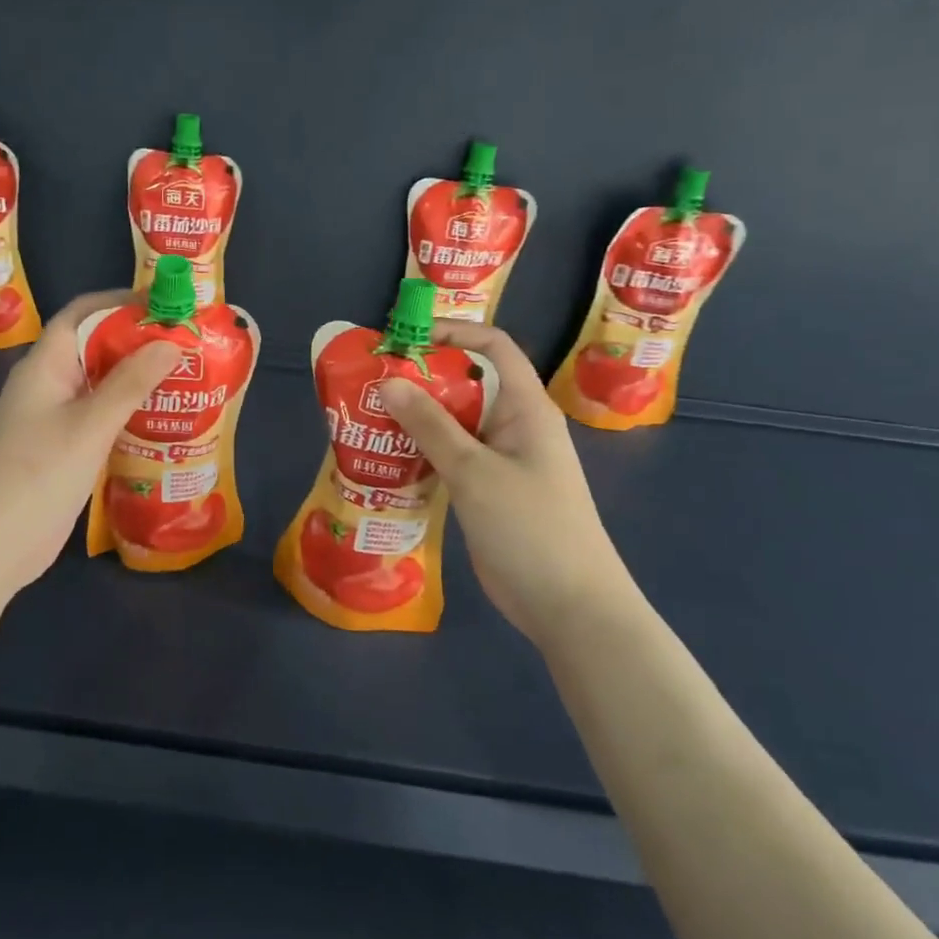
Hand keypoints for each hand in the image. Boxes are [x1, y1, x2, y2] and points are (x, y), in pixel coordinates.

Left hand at [0, 291, 181, 593]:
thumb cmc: (38, 475)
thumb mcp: (90, 425)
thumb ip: (130, 383)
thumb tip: (171, 342)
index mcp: (44, 364)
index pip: (83, 313)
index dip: (123, 302)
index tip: (169, 305)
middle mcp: (49, 384)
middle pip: (95, 346)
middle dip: (140, 342)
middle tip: (190, 346)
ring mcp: (55, 418)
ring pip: (101, 384)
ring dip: (138, 379)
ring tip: (187, 380)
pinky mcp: (64, 448)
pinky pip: (101, 416)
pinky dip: (129, 412)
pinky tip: (163, 422)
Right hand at [378, 323, 631, 637]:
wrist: (569, 606)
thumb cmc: (530, 527)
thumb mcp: (474, 471)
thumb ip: (430, 425)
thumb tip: (388, 381)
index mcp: (526, 408)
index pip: (494, 348)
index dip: (453, 333)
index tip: (406, 338)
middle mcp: (515, 426)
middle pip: (467, 385)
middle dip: (421, 379)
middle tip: (372, 383)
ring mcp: (502, 461)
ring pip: (455, 424)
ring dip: (417, 419)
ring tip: (370, 419)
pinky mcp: (489, 491)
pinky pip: (452, 457)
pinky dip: (422, 453)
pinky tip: (388, 460)